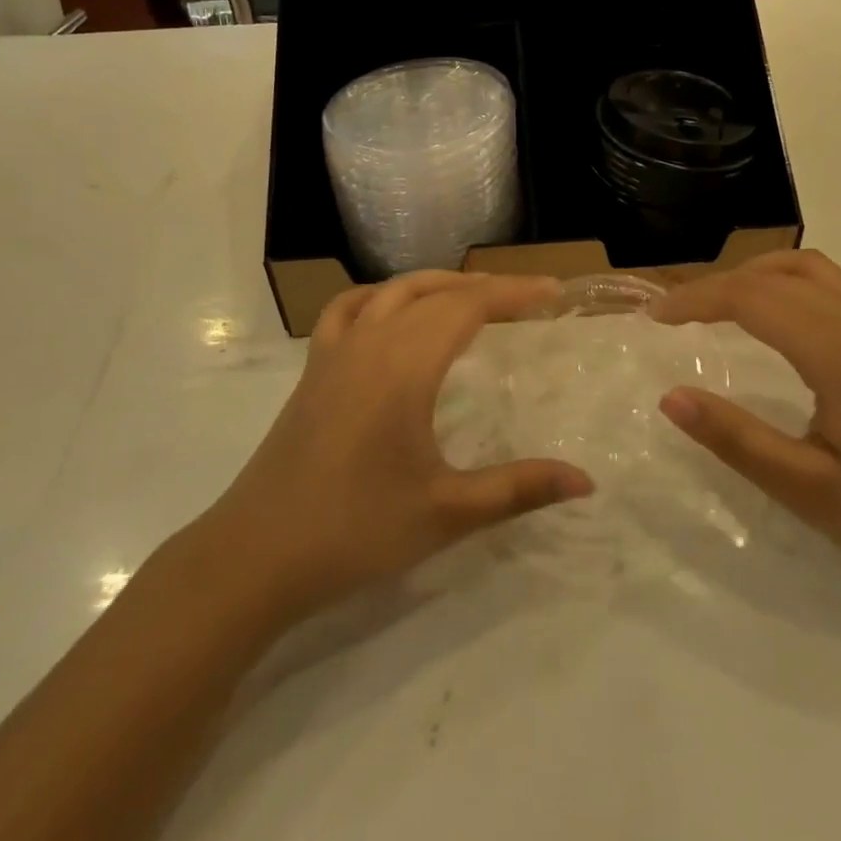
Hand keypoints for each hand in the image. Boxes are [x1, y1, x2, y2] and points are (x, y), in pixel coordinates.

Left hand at [196, 272, 593, 625]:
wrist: (255, 555)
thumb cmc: (355, 530)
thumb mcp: (446, 512)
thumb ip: (518, 489)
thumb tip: (585, 480)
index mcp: (405, 365)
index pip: (468, 306)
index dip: (514, 293)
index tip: (553, 292)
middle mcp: (370, 342)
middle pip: (435, 292)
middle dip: (485, 288)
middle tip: (527, 299)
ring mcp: (335, 352)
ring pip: (392, 291)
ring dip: (437, 285)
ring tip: (471, 297)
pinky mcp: (313, 370)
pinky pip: (348, 309)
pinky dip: (380, 297)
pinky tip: (391, 315)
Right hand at [653, 250, 840, 592]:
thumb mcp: (807, 489)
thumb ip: (735, 439)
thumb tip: (669, 397)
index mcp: (839, 353)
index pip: (751, 298)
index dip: (696, 300)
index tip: (654, 318)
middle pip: (773, 275)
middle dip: (715, 285)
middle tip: (674, 315)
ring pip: (805, 268)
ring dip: (753, 275)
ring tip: (714, 307)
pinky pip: (827, 284)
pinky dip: (784, 283)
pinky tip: (771, 319)